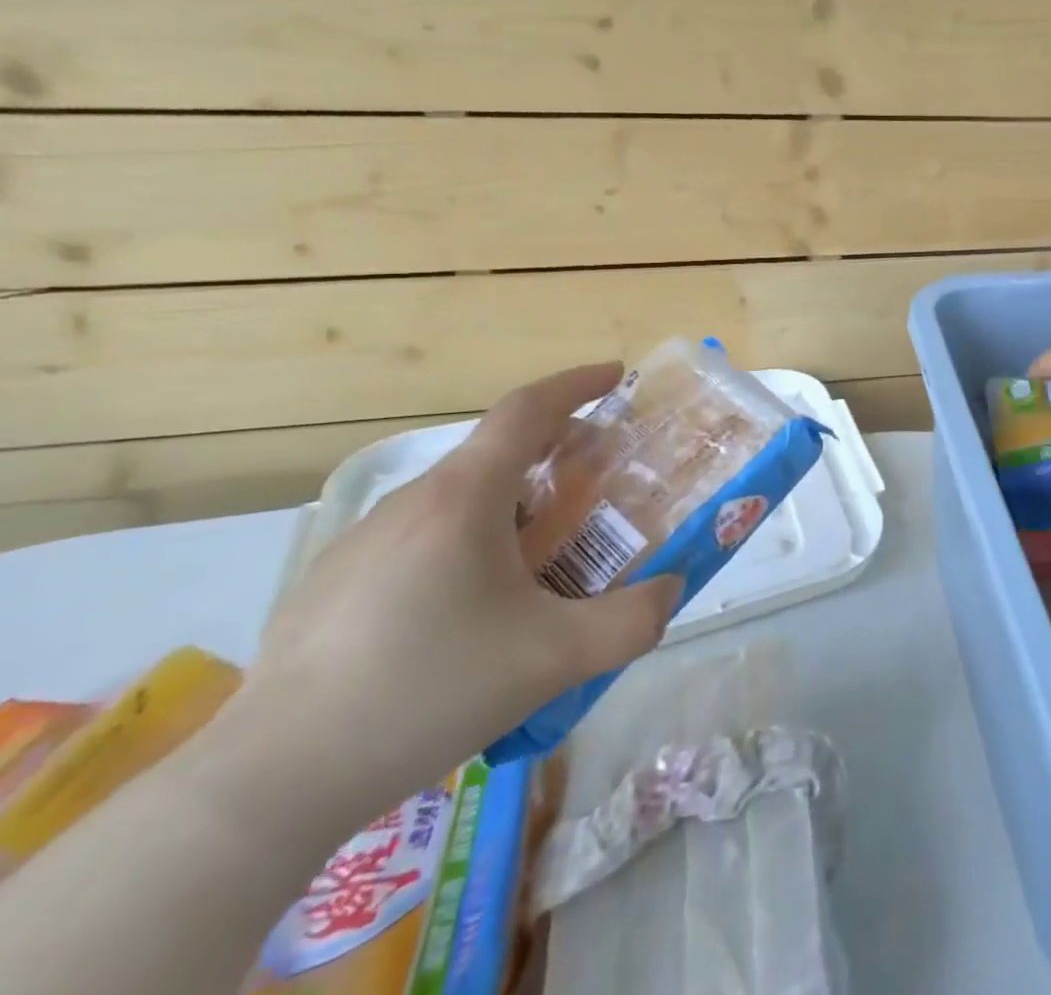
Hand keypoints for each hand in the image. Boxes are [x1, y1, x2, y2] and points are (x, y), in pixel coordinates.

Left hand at [223, 364, 681, 823]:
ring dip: (513, 505)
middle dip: (557, 454)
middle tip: (598, 487)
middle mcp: (411, 504)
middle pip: (497, 453)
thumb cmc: (426, 691)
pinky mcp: (334, 585)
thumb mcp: (553, 659)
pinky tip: (471, 612)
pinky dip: (468, 542)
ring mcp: (362, 543)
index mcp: (463, 499)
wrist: (269, 784)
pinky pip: (422, 538)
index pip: (527, 409)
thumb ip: (632, 621)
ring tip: (542, 558)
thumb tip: (672, 591)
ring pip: (458, 500)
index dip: (577, 384)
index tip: (617, 376)